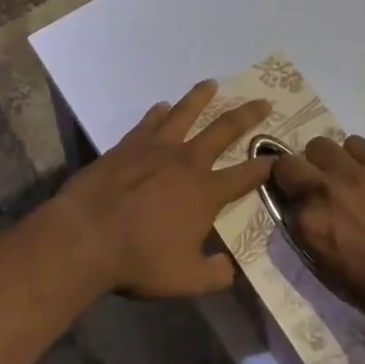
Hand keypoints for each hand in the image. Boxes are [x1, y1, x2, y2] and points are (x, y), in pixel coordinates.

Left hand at [55, 82, 274, 297]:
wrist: (86, 235)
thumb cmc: (139, 259)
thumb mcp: (185, 280)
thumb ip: (214, 275)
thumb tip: (230, 269)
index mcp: (206, 192)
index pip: (245, 175)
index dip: (265, 166)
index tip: (279, 157)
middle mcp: (187, 161)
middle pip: (223, 130)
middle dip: (247, 115)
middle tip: (263, 101)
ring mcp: (156, 148)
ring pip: (184, 113)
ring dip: (200, 97)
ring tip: (211, 83)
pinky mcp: (127, 145)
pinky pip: (148, 122)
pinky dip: (158, 112)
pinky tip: (161, 106)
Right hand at [272, 135, 364, 330]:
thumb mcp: (329, 273)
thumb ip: (310, 239)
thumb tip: (303, 220)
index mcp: (308, 225)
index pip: (279, 199)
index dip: (287, 203)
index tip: (295, 209)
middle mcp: (322, 192)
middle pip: (288, 163)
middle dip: (292, 174)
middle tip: (308, 188)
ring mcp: (352, 175)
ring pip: (319, 145)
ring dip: (321, 160)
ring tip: (336, 177)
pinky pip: (355, 144)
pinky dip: (353, 154)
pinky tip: (361, 173)